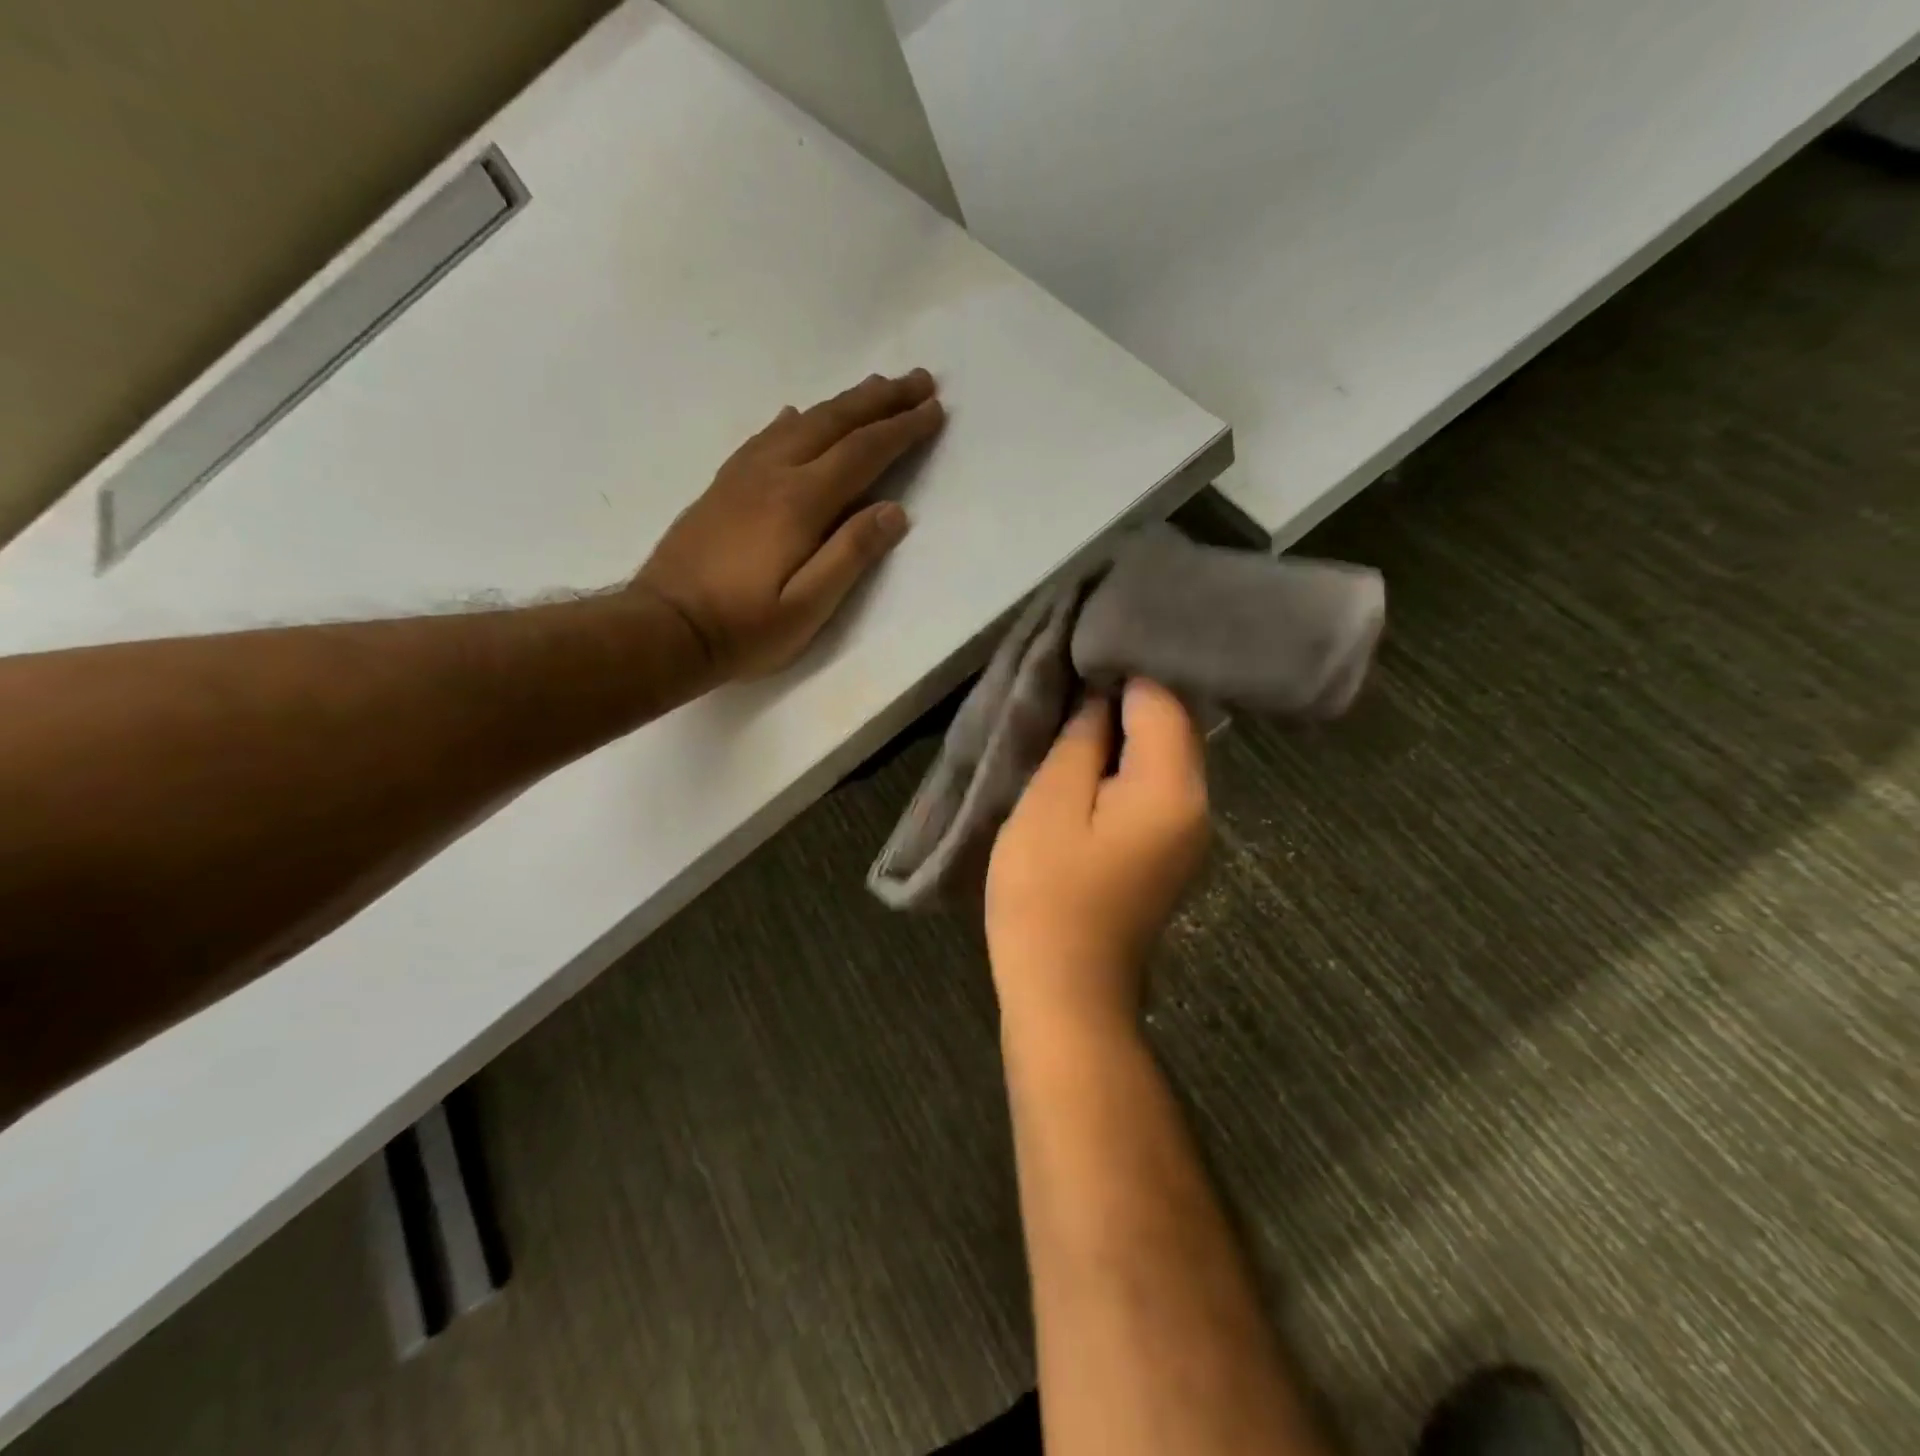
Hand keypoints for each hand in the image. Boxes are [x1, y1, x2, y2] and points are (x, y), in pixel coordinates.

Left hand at [633, 370, 944, 681]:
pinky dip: (794, 419)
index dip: (901, 429)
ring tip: (873, 387)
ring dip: (842, 402)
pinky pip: (766, 436)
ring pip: (800, 421)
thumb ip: (851, 555)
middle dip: (880, 399)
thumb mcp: (807, 607)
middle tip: (919, 379)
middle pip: (833, 422)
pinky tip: (797, 414)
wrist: (664, 628)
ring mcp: (742, 476)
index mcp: (799, 502)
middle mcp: (772, 474)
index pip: (862, 452)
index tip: (935, 409)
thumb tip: (894, 511)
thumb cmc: (743, 627)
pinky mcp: (722, 486)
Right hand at [986, 680, 1209, 1032]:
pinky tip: (1088, 765)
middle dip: (1125, 701)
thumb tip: (1101, 701)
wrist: (1066, 992)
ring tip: (1073, 718)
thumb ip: (1081, 742)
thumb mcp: (1050, 804)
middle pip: (1173, 726)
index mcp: (1174, 788)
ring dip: (1124, 735)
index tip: (1077, 659)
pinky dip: (1126, 768)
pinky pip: (1155, 789)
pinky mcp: (1170, 853)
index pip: (1162, 701)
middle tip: (1069, 683)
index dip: (1120, 675)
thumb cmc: (1047, 895)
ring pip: (1164, 758)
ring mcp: (1189, 833)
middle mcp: (1199, 805)